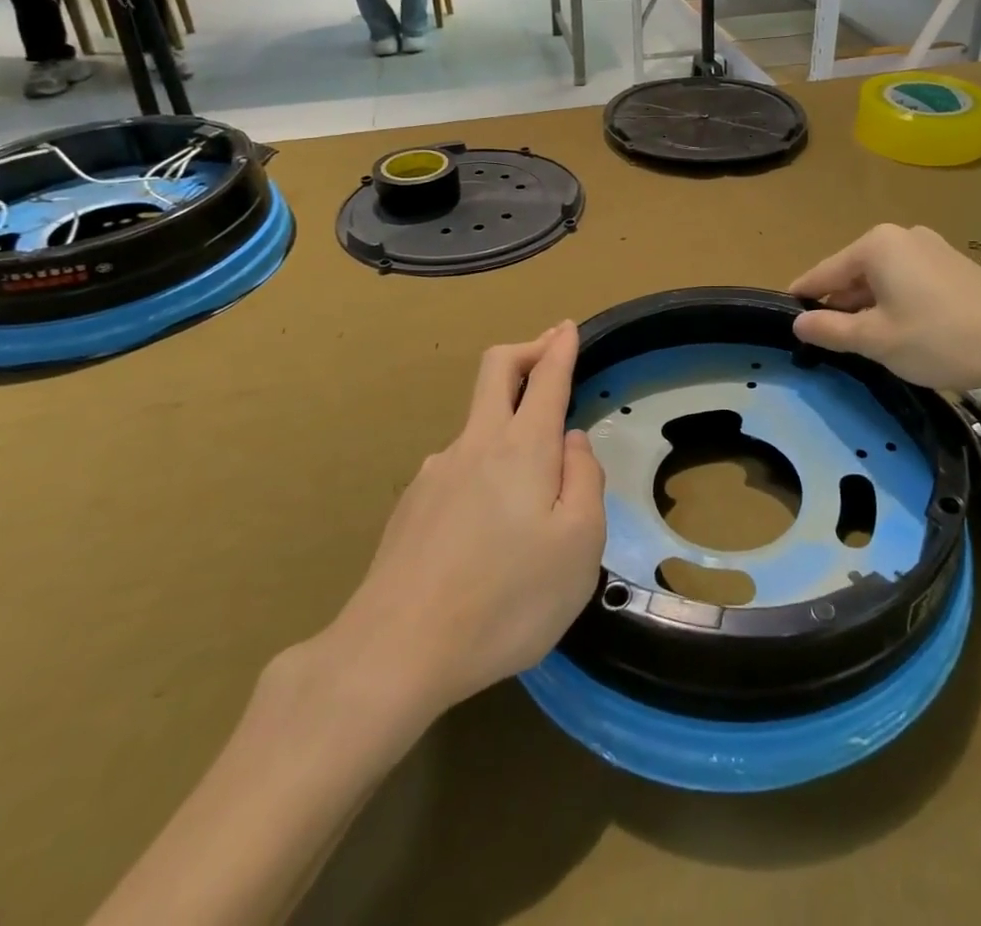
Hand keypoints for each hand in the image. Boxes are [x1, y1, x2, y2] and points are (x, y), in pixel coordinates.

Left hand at [307, 323, 605, 725]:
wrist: (395, 651)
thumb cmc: (506, 598)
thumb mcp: (579, 545)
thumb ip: (585, 480)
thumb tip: (572, 442)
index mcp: (522, 447)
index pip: (545, 377)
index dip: (559, 347)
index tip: (567, 328)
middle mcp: (475, 444)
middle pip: (495, 370)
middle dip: (525, 349)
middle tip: (548, 348)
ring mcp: (436, 472)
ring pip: (477, 424)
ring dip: (506, 420)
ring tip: (530, 488)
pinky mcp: (412, 505)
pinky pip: (458, 468)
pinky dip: (483, 469)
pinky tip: (487, 527)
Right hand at [790, 223, 980, 401]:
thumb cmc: (940, 339)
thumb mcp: (876, 340)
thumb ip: (830, 330)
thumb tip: (799, 322)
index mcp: (875, 245)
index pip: (823, 272)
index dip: (803, 298)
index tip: (786, 320)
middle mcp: (900, 236)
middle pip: (852, 274)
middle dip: (839, 307)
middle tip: (828, 344)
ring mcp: (930, 247)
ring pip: (881, 279)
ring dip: (868, 308)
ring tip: (864, 344)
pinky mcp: (952, 264)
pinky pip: (907, 281)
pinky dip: (895, 304)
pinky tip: (901, 333)